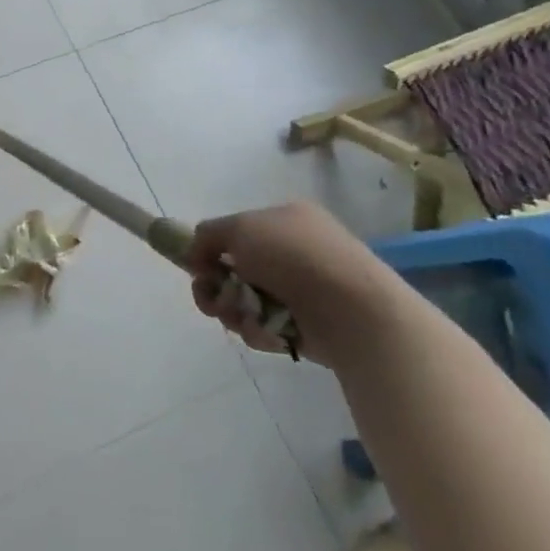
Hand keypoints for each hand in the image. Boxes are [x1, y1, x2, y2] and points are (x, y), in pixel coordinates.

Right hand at [185, 201, 391, 366]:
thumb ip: (208, 235)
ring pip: (244, 302)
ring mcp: (301, 290)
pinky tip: (268, 331)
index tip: (198, 266)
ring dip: (233, 310)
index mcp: (285, 220)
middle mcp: (294, 252)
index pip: (236, 233)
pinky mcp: (306, 325)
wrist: (352, 309)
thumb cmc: (294, 256)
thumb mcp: (240, 228)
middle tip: (211, 298)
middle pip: (233, 271)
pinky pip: (265, 327)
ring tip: (244, 317)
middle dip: (215, 287)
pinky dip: (259, 330)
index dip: (211, 250)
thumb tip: (196, 254)